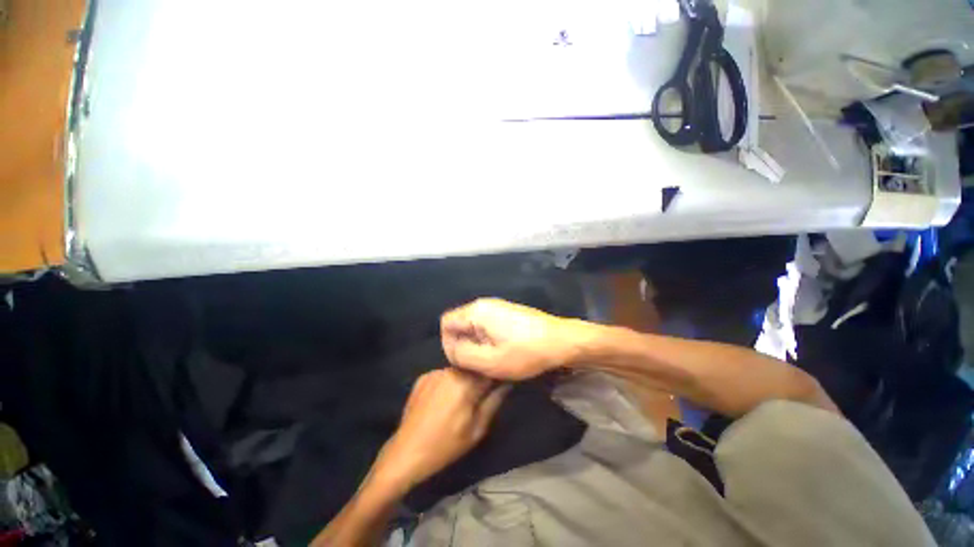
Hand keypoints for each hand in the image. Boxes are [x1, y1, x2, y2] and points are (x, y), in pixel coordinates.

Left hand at [372, 368, 508, 491]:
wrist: (406, 452)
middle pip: (473, 369)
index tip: (498, 386)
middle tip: (478, 398)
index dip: (496, 377)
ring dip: (463, 380)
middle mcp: (451, 371)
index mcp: (466, 383)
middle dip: (479, 380)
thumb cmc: (446, 445)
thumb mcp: (476, 429)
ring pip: (458, 371)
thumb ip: (494, 402)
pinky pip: (443, 375)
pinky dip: (448, 383)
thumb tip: (507, 384)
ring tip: (459, 400)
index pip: (489, 370)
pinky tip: (443, 400)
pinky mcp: (423, 377)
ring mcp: (435, 372)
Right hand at [441, 298, 588, 379]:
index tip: (463, 361)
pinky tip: (500, 350)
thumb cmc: (526, 352)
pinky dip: (486, 338)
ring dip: (476, 343)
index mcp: (477, 311)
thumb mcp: (490, 361)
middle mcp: (484, 304)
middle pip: (459, 323)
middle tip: (477, 363)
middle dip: (463, 344)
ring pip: (473, 325)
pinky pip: (486, 324)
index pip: (446, 323)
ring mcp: (497, 307)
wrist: (560, 340)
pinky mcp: (507, 312)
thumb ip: (463, 355)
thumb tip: (452, 349)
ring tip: (489, 359)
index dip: (448, 344)